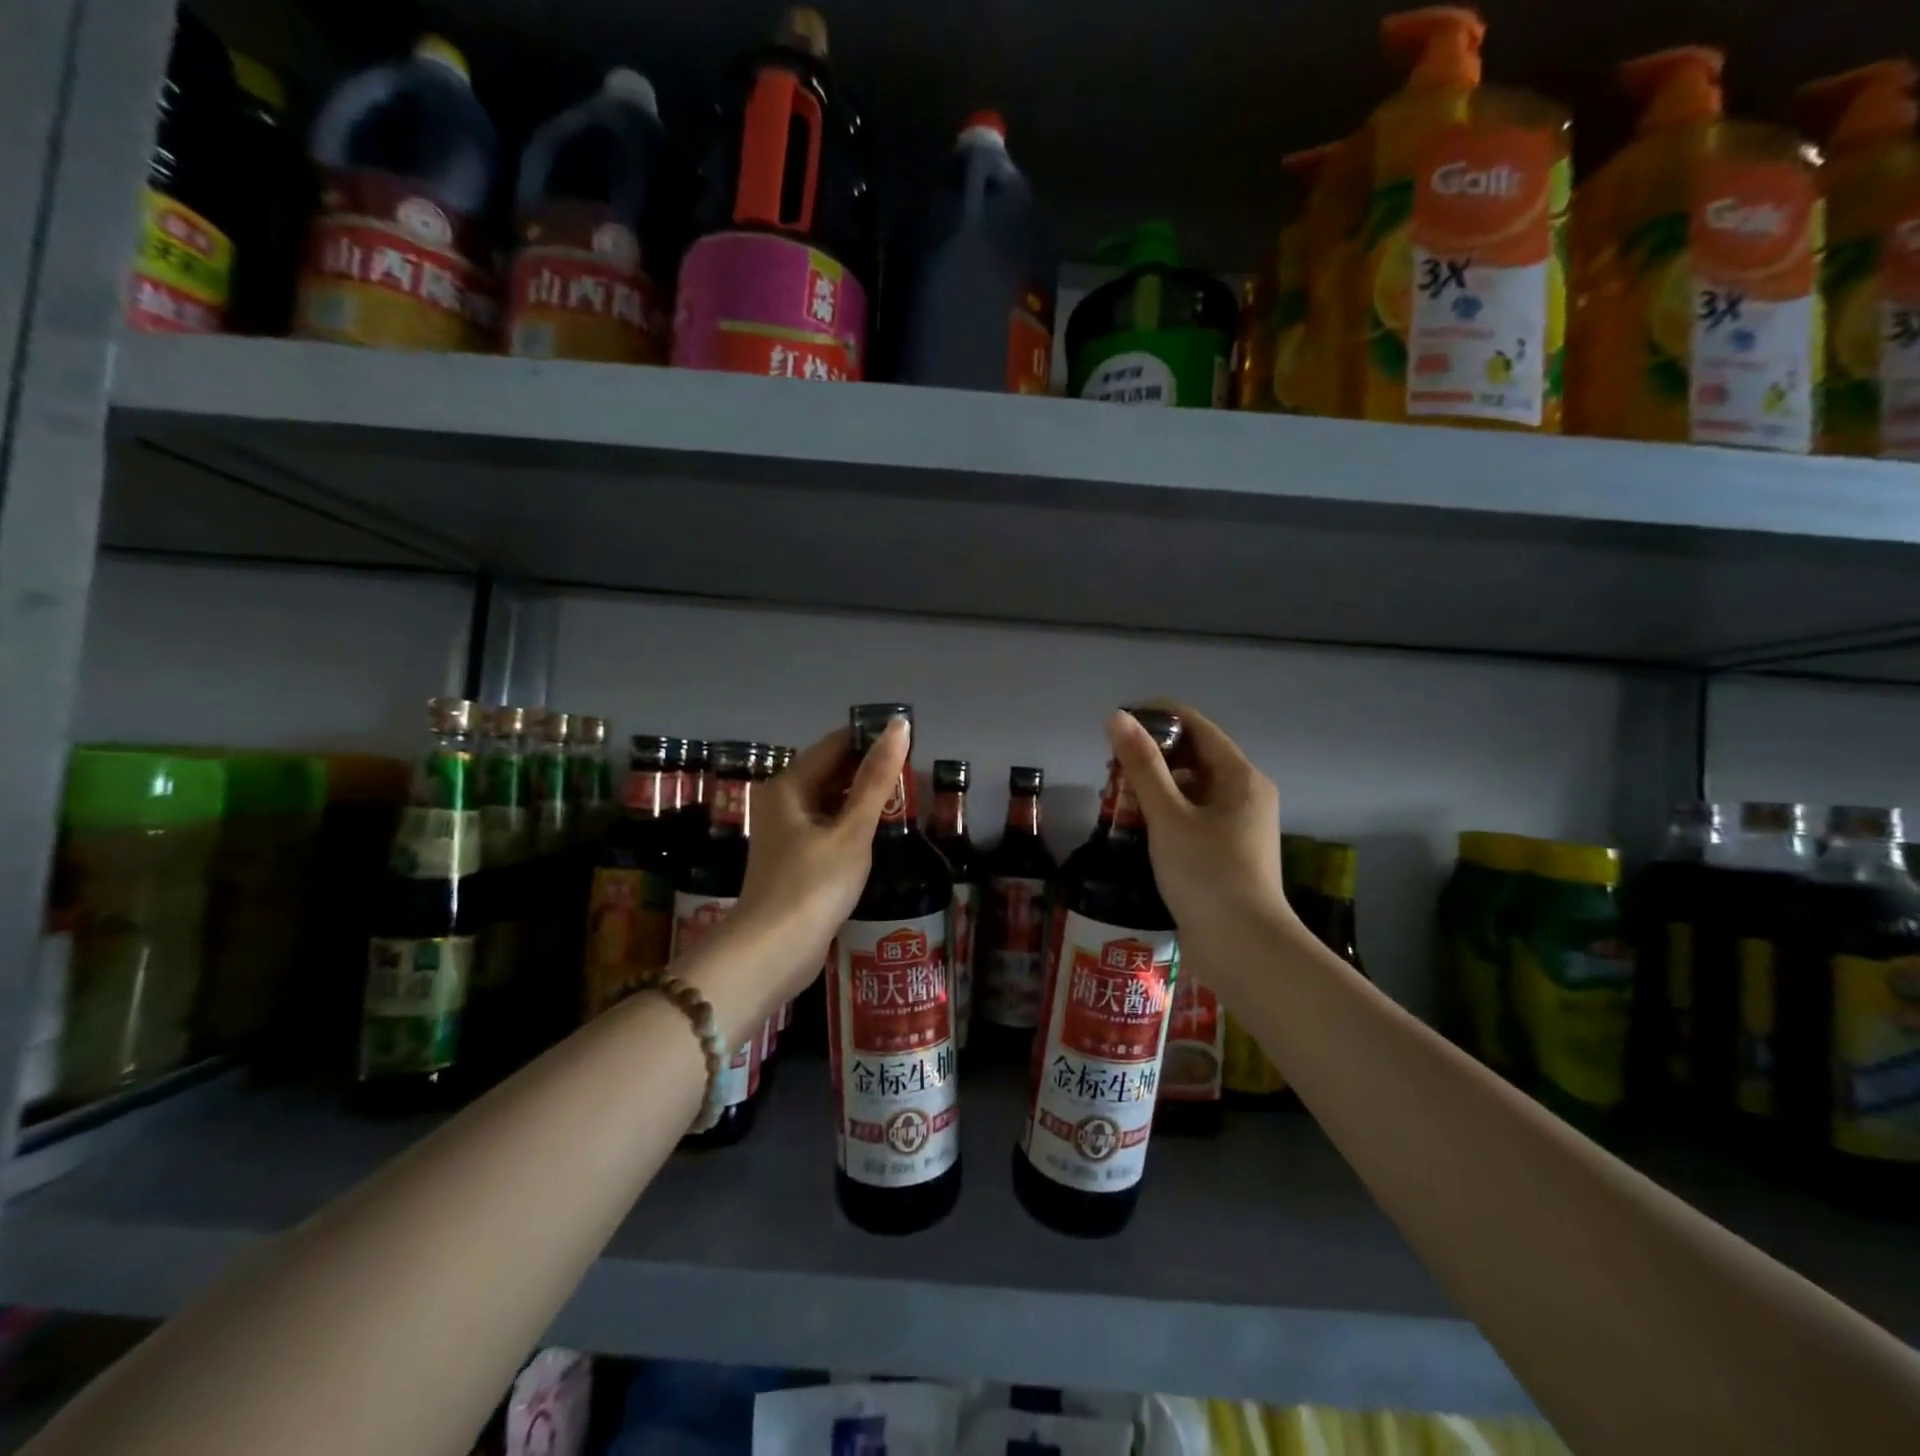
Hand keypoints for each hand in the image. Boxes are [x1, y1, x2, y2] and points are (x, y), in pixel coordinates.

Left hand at [734, 717, 909, 994]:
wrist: (773, 953)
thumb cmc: (813, 885)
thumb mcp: (852, 830)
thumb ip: (877, 778)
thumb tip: (898, 725)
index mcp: (789, 785)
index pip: (837, 744)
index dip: (874, 740)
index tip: (915, 746)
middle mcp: (783, 801)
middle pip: (833, 771)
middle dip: (872, 772)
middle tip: (917, 779)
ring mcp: (787, 831)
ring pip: (832, 800)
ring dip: (865, 800)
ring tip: (907, 802)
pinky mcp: (795, 858)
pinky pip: (829, 826)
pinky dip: (853, 824)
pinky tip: (880, 832)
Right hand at [1107, 705, 1291, 952]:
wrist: (1243, 949)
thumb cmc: (1207, 874)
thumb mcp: (1168, 816)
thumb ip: (1142, 765)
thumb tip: (1117, 717)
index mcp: (1241, 777)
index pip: (1197, 727)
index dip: (1157, 717)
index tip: (1116, 724)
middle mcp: (1244, 795)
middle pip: (1194, 758)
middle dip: (1150, 756)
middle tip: (1108, 768)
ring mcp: (1236, 827)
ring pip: (1190, 790)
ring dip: (1153, 787)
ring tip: (1113, 798)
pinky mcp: (1224, 854)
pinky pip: (1191, 818)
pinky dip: (1163, 814)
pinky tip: (1133, 827)